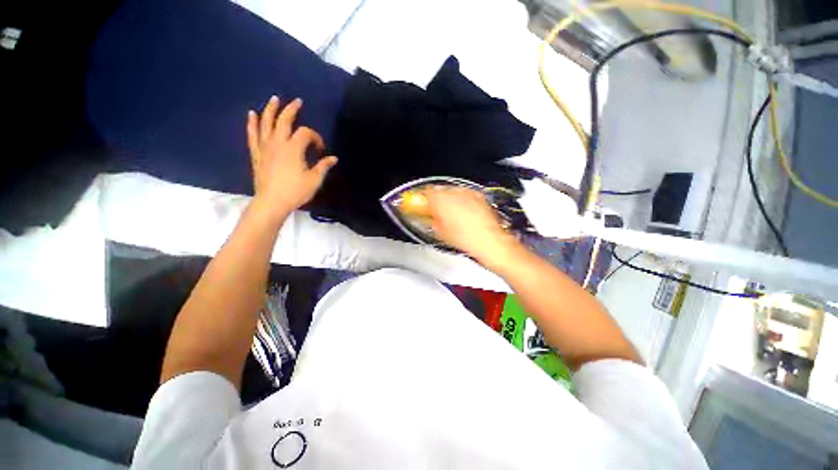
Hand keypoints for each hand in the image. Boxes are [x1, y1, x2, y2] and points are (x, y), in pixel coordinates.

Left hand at [247, 96, 337, 217]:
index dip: (316, 138)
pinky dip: (252, 123)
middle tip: (297, 101)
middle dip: (292, 110)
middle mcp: (278, 142)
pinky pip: (253, 135)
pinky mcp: (256, 153)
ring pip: (266, 123)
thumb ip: (323, 166)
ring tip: (274, 99)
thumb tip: (333, 158)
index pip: (306, 133)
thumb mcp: (314, 180)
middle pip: (284, 120)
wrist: (272, 202)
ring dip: (270, 109)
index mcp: (294, 148)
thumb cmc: (296, 191)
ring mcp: (265, 147)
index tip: (321, 150)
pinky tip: (251, 114)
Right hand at [423, 187, 521, 268]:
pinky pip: (463, 194)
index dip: (420, 199)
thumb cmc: (466, 239)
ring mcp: (467, 193)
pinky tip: (461, 212)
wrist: (489, 241)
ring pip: (450, 192)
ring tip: (448, 213)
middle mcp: (454, 192)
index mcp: (441, 200)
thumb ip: (429, 219)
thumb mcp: (440, 231)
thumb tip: (425, 216)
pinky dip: (459, 201)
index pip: (424, 192)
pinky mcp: (477, 195)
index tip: (418, 205)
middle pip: (437, 191)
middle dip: (433, 200)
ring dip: (446, 200)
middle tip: (432, 210)